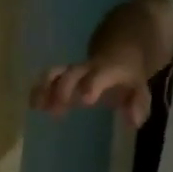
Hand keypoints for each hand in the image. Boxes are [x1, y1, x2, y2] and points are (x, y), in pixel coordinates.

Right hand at [29, 55, 152, 128]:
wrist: (118, 49)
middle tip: (56, 111)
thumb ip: (138, 104)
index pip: (100, 74)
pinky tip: (33, 105)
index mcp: (108, 70)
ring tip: (37, 106)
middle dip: (62, 89)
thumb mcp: (139, 88)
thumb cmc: (128, 75)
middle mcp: (86, 68)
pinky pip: (48, 80)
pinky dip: (39, 91)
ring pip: (54, 74)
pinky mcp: (62, 77)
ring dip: (44, 89)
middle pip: (70, 73)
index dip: (92, 84)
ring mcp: (72, 71)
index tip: (86, 99)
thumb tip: (133, 122)